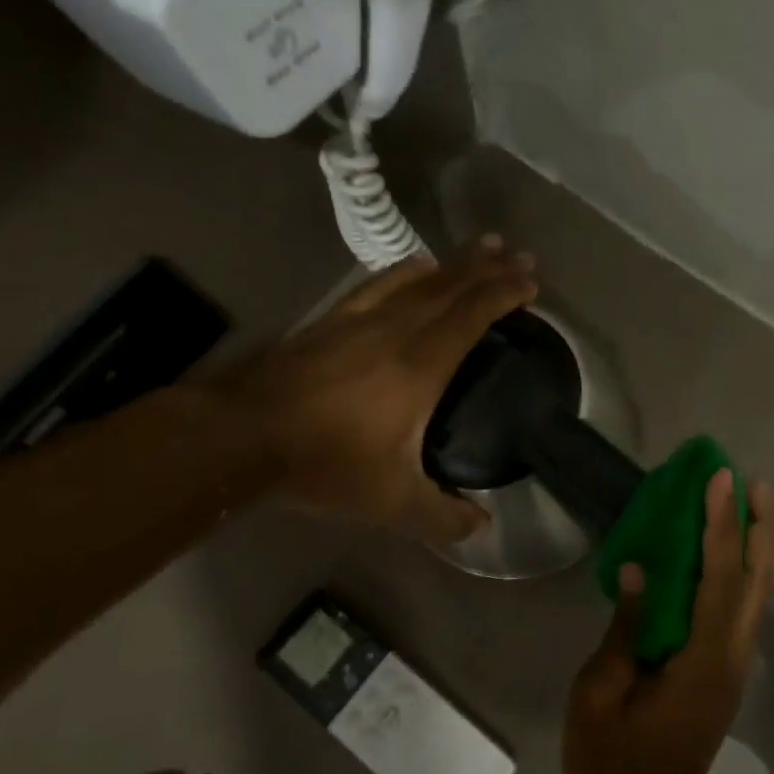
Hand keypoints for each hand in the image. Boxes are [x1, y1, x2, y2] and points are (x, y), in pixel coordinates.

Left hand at [218, 237, 535, 542]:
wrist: (243, 434)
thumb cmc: (324, 462)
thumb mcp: (390, 502)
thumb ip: (442, 516)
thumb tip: (482, 527)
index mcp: (420, 365)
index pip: (472, 316)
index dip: (504, 295)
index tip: (530, 284)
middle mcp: (397, 330)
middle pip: (453, 288)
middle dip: (491, 269)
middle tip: (521, 255)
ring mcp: (362, 319)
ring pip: (420, 279)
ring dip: (456, 262)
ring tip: (483, 246)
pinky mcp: (333, 319)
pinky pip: (380, 284)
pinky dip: (407, 270)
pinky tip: (417, 264)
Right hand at [564, 471, 773, 773]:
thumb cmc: (612, 761)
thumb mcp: (600, 692)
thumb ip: (625, 628)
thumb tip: (639, 571)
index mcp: (702, 660)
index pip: (719, 578)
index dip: (721, 525)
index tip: (722, 480)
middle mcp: (732, 658)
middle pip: (757, 582)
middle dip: (758, 528)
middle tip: (753, 482)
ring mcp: (734, 668)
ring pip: (757, 596)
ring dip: (757, 548)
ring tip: (750, 505)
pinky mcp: (725, 674)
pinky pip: (743, 611)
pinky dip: (743, 573)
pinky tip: (730, 555)